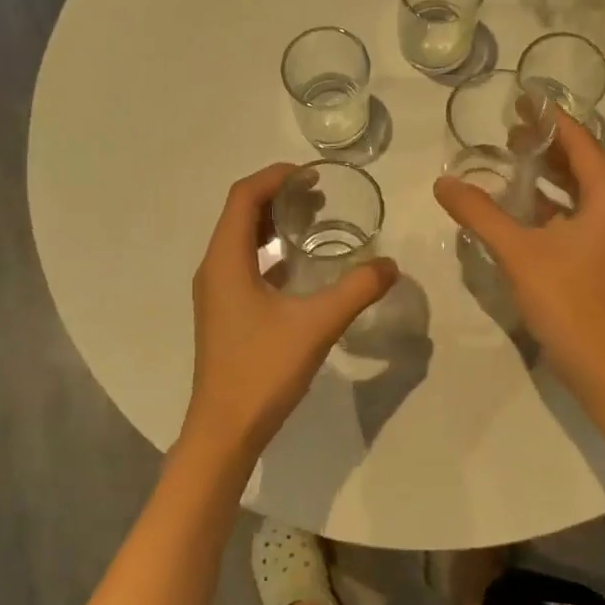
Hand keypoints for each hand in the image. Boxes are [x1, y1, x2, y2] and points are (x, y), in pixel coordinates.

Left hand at [184, 163, 398, 461]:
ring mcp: (216, 292)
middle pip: (240, 214)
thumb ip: (356, 290)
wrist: (225, 430)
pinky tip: (301, 265)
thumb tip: (391, 265)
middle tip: (320, 195)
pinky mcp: (224, 312)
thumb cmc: (262, 370)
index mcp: (225, 260)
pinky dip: (270, 252)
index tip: (312, 175)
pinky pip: (244, 265)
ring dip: (273, 223)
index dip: (275, 177)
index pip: (243, 197)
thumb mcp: (316, 325)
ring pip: (241, 240)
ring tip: (314, 219)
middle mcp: (214, 268)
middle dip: (277, 196)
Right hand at [434, 106, 604, 386]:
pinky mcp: (597, 255)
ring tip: (513, 155)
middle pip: (585, 164)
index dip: (554, 121)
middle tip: (513, 126)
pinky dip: (550, 200)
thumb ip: (479, 213)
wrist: (593, 360)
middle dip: (550, 143)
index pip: (584, 145)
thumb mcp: (516, 250)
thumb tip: (444, 182)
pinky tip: (519, 200)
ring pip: (580, 190)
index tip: (526, 100)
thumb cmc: (563, 297)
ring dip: (550, 171)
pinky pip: (575, 213)